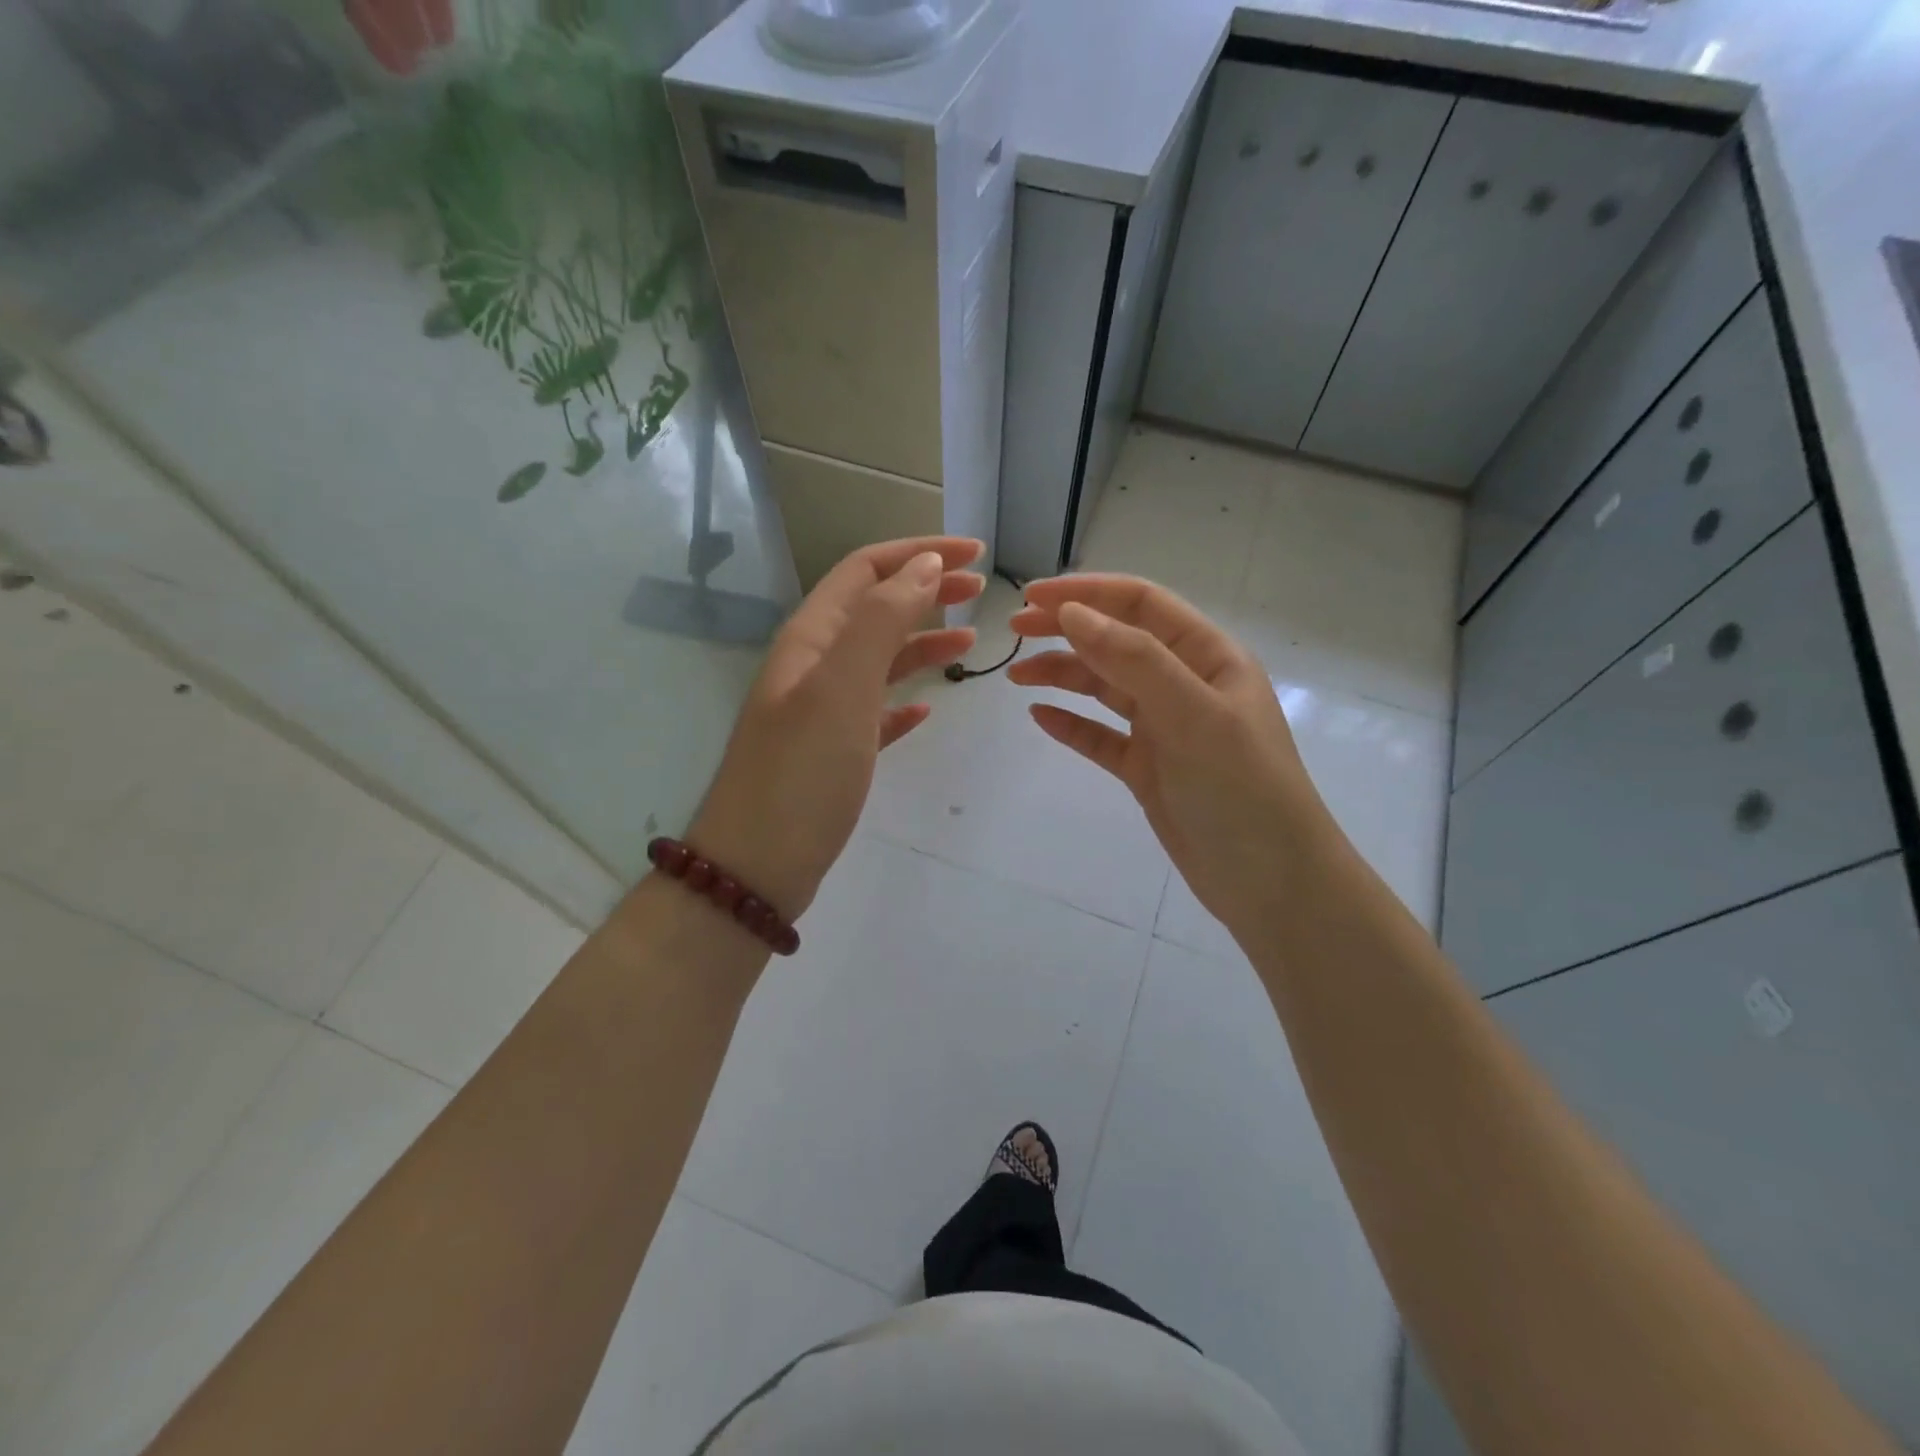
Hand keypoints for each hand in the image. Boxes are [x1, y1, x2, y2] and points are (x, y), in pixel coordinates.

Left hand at [688, 537, 985, 921]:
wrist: (757, 865)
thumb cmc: (802, 771)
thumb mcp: (843, 686)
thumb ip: (883, 620)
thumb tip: (924, 565)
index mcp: (812, 639)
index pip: (866, 570)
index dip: (918, 553)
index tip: (974, 552)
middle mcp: (814, 666)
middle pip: (875, 609)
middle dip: (926, 590)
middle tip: (979, 590)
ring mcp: (821, 711)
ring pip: (879, 660)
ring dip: (923, 642)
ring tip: (970, 640)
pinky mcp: (833, 754)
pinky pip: (875, 712)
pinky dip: (904, 702)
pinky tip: (927, 710)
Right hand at [1008, 575, 1334, 933]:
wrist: (1269, 883)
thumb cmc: (1242, 789)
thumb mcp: (1193, 715)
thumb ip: (1134, 660)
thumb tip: (1073, 613)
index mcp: (1209, 657)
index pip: (1142, 605)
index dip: (1087, 593)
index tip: (1033, 597)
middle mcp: (1186, 684)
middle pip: (1117, 641)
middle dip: (1067, 629)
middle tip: (1015, 629)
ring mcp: (1166, 728)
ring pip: (1105, 687)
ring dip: (1063, 675)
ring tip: (1017, 676)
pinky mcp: (1148, 769)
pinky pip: (1102, 736)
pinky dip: (1072, 724)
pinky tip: (1041, 718)